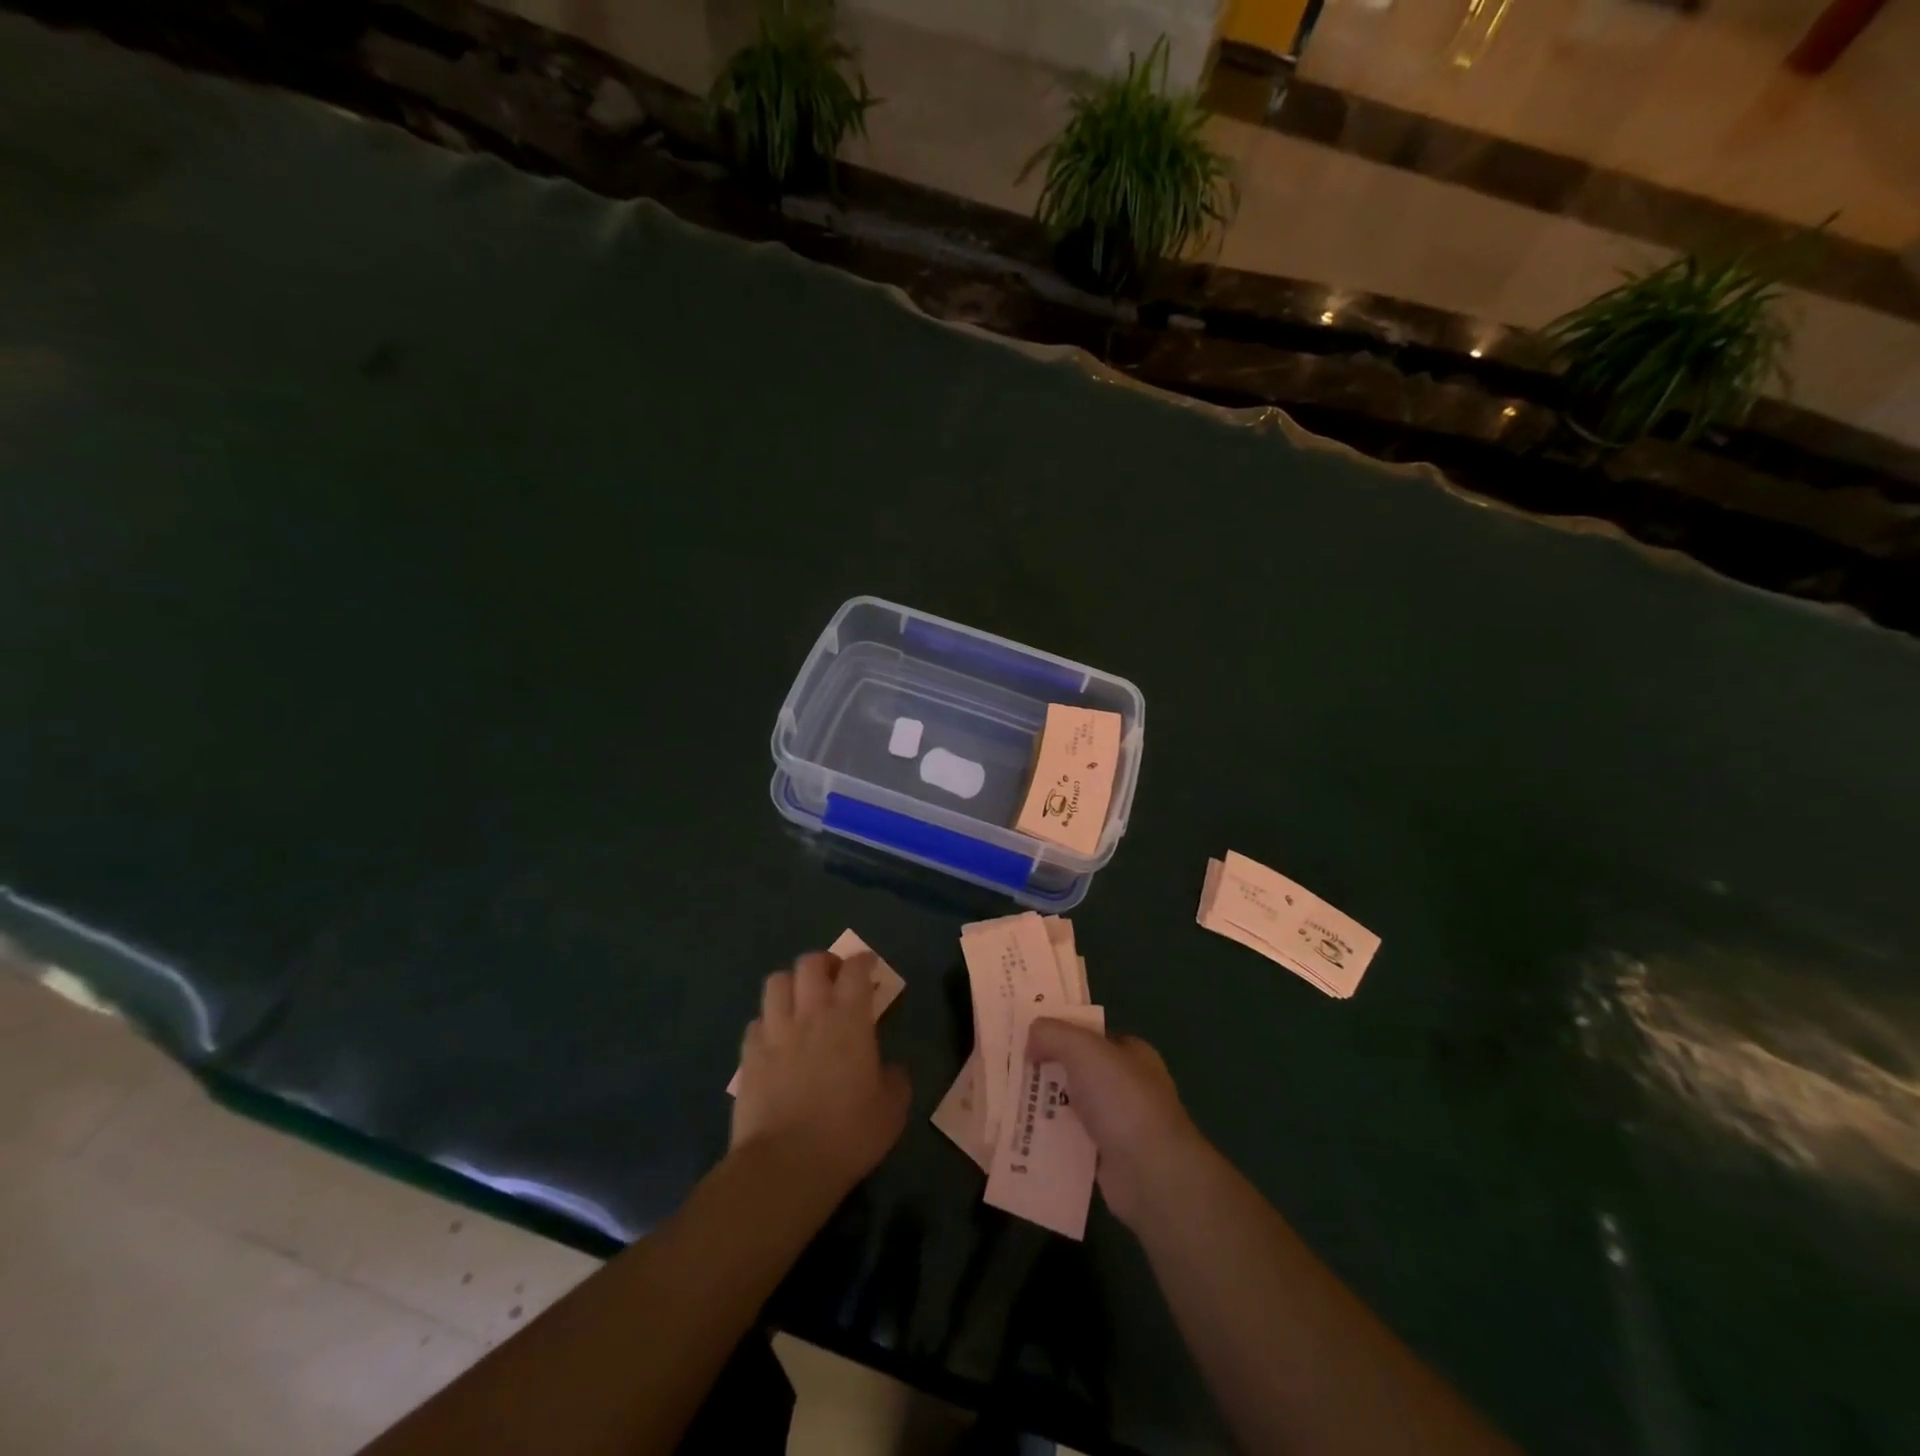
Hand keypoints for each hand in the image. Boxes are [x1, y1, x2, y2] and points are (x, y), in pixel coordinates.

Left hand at [731, 951, 910, 1201]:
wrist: (786, 1165)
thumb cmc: (848, 1135)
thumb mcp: (892, 1110)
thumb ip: (896, 1079)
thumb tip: (891, 1068)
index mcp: (849, 1019)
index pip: (854, 970)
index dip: (863, 962)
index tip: (869, 967)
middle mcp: (810, 1014)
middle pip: (810, 963)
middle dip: (824, 963)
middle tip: (834, 979)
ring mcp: (775, 1032)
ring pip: (777, 982)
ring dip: (792, 984)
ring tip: (801, 1001)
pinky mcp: (749, 1056)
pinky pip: (756, 1021)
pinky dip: (768, 1022)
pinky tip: (776, 1039)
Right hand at [1025, 1020, 1201, 1229]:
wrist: (1150, 1172)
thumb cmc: (1122, 1099)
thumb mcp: (1084, 1050)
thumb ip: (1054, 1034)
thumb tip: (1031, 1035)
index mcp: (1130, 1053)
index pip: (1089, 1035)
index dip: (1058, 1031)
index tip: (1024, 1035)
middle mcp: (1126, 1084)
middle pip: (1077, 1069)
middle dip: (1045, 1068)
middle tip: (1008, 1067)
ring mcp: (1117, 1122)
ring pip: (1070, 1105)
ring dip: (1043, 1104)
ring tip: (1006, 1099)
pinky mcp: (1105, 1157)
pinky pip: (1070, 1139)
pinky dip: (1049, 1137)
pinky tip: (1022, 1134)